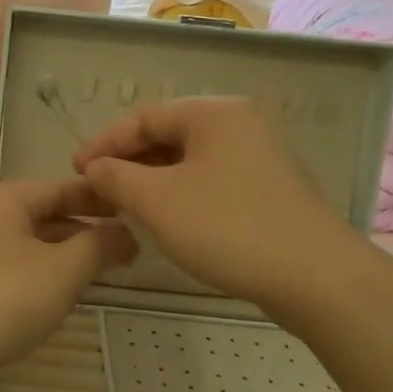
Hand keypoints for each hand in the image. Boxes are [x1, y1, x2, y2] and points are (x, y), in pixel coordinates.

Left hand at [0, 179, 136, 386]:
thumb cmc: (0, 299)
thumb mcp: (61, 271)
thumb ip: (98, 246)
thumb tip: (126, 233)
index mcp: (5, 197)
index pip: (64, 186)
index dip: (102, 199)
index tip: (139, 213)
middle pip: (46, 213)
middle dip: (86, 229)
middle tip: (129, 251)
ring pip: (30, 242)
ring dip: (65, 255)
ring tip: (102, 274)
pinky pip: (12, 267)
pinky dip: (40, 275)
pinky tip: (57, 297)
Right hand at [72, 97, 356, 307]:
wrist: (317, 278)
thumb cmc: (228, 226)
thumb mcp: (157, 200)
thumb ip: (116, 176)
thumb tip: (94, 167)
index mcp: (214, 113)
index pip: (144, 116)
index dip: (104, 142)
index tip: (76, 170)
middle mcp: (240, 125)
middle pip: (168, 136)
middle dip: (127, 162)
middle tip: (96, 189)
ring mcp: (260, 158)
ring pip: (189, 161)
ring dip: (151, 181)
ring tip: (123, 206)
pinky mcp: (269, 190)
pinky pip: (211, 181)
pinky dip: (180, 194)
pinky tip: (166, 219)